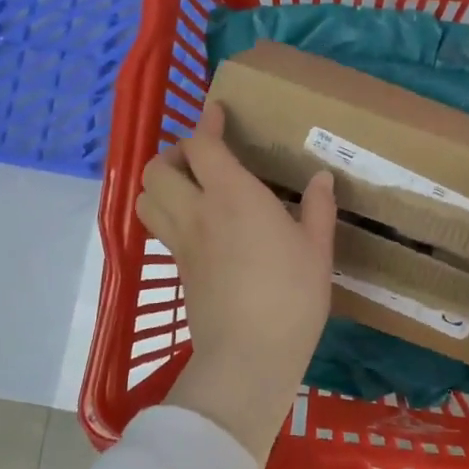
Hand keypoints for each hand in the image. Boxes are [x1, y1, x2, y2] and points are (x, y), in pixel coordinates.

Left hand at [136, 104, 336, 458]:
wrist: (249, 355)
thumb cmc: (291, 296)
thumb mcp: (317, 249)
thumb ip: (319, 207)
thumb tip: (322, 177)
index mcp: (232, 196)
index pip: (202, 145)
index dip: (206, 123)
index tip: (217, 113)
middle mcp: (197, 211)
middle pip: (158, 167)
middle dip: (175, 153)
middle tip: (203, 159)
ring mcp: (181, 242)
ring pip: (147, 197)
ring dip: (162, 183)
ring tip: (191, 188)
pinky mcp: (177, 269)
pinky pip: (159, 228)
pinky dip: (167, 213)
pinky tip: (198, 224)